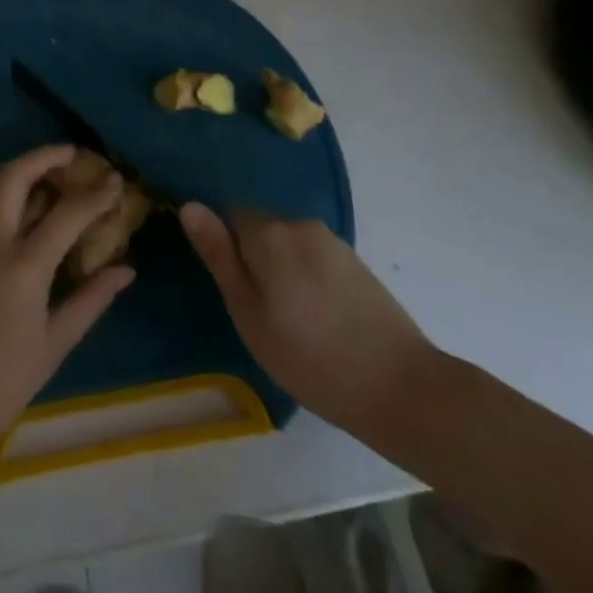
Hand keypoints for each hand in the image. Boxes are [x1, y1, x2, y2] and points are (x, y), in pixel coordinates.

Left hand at [0, 146, 135, 448]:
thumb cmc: (3, 381)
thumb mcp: (54, 343)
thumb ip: (91, 299)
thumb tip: (126, 269)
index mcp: (22, 265)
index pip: (66, 213)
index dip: (96, 194)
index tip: (117, 180)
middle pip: (15, 177)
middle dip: (45, 156)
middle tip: (76, 155)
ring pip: (1, 192)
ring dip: (31, 175)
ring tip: (64, 178)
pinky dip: (19, 202)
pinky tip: (41, 216)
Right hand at [180, 204, 433, 435]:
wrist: (402, 387)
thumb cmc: (310, 356)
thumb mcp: (249, 313)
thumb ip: (219, 256)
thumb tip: (190, 205)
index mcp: (269, 232)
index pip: (230, 214)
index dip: (224, 246)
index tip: (232, 287)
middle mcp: (300, 223)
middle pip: (261, 227)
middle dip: (254, 258)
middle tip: (259, 312)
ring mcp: (332, 241)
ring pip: (289, 244)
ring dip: (282, 269)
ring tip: (291, 321)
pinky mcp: (356, 263)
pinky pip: (314, 258)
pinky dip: (307, 279)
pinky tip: (319, 319)